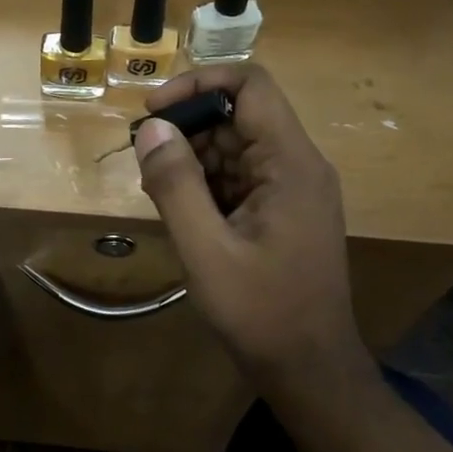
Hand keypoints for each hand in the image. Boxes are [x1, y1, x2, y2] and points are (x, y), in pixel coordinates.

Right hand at [133, 65, 373, 392]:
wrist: (308, 368)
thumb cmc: (260, 311)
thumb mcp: (206, 249)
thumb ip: (176, 185)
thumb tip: (152, 129)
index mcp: (290, 164)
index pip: (251, 85)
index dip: (199, 84)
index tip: (153, 110)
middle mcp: (297, 166)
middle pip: (239, 115)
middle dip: (187, 128)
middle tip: (145, 161)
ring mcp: (291, 191)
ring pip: (235, 148)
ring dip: (192, 159)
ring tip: (156, 192)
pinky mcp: (281, 213)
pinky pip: (239, 179)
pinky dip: (205, 185)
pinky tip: (180, 212)